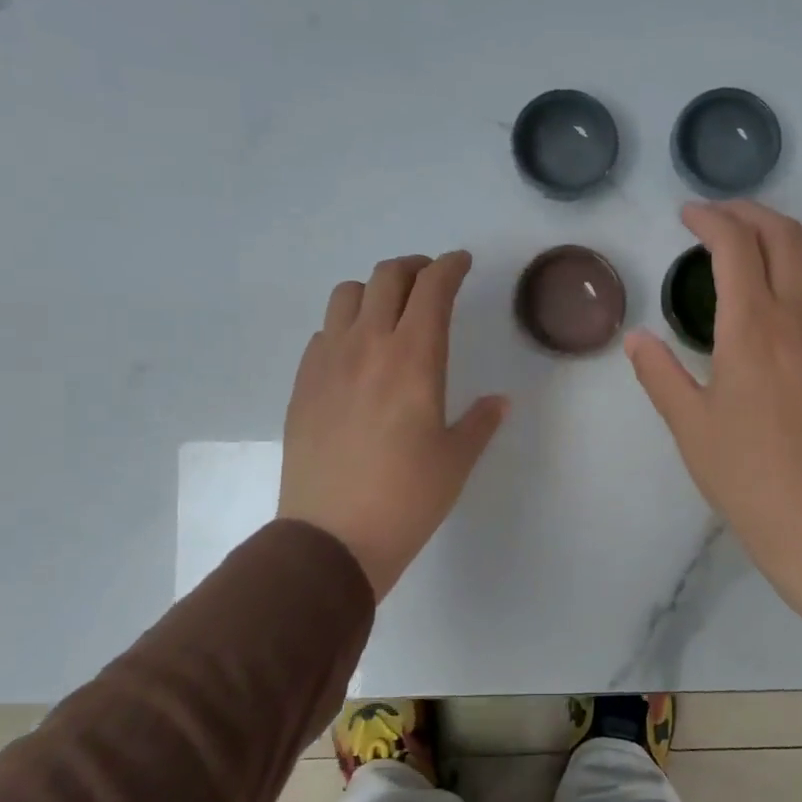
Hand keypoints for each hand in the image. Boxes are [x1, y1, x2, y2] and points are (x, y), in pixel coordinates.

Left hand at [280, 251, 508, 600]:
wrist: (332, 538)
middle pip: (386, 277)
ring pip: (346, 295)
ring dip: (374, 290)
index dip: (450, 266)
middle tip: (430, 281)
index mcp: (414, 358)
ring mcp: (327, 362)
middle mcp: (367, 346)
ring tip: (389, 312)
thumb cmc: (407, 498)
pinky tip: (356, 354)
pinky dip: (345, 326)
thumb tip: (499, 402)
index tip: (461, 263)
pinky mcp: (302, 384)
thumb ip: (480, 421)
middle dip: (414, 268)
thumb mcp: (456, 460)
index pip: (432, 288)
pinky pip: (323, 333)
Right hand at [626, 202, 801, 631]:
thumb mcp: (687, 423)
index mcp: (750, 328)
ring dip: (790, 230)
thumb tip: (635, 338)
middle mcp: (796, 316)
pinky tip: (790, 281)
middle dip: (748, 213)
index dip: (711, 220)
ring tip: (760, 239)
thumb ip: (659, 372)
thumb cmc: (741, 471)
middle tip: (717, 219)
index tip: (687, 217)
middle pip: (783, 234)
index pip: (736, 246)